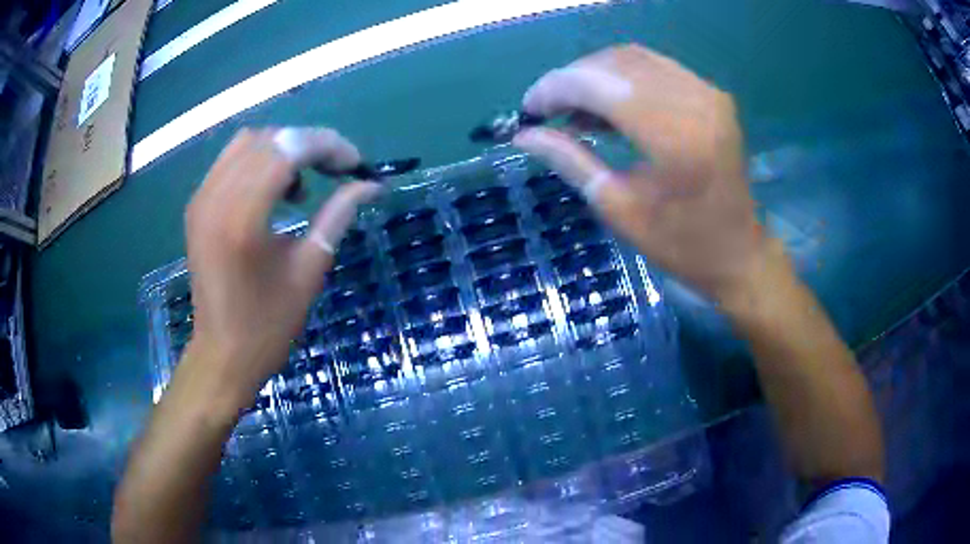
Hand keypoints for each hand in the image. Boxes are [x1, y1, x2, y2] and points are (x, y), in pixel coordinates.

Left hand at [183, 128, 379, 409]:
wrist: (222, 354)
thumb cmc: (268, 324)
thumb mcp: (310, 269)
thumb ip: (338, 215)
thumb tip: (371, 185)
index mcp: (243, 217)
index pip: (288, 149)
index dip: (328, 146)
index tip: (356, 165)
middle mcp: (215, 197)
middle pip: (269, 139)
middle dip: (309, 144)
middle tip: (337, 169)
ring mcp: (201, 199)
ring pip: (248, 142)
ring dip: (283, 149)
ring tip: (305, 180)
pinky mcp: (197, 206)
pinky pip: (230, 161)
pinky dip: (259, 161)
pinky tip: (275, 189)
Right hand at [514, 45, 774, 304]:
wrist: (740, 252)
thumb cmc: (681, 244)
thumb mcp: (618, 207)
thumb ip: (570, 161)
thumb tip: (524, 135)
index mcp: (675, 137)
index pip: (600, 85)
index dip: (556, 88)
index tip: (529, 109)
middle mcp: (695, 101)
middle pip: (615, 63)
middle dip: (571, 79)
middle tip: (547, 110)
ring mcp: (707, 93)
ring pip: (633, 59)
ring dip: (594, 75)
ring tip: (573, 109)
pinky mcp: (711, 94)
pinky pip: (655, 67)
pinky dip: (622, 77)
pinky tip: (607, 104)